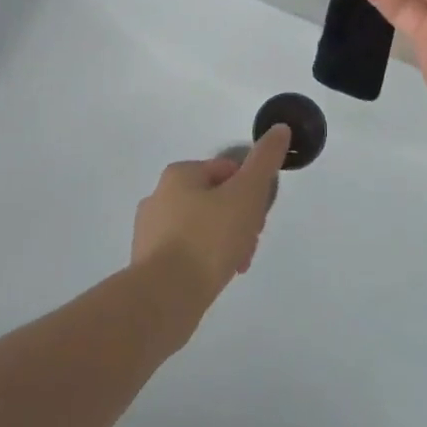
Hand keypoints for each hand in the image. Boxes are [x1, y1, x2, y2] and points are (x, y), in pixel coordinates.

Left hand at [132, 125, 290, 301]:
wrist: (164, 298)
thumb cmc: (208, 238)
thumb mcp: (246, 193)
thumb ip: (265, 161)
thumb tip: (280, 129)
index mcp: (179, 173)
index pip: (228, 171)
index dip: (251, 192)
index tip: (259, 219)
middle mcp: (159, 196)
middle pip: (215, 200)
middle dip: (239, 221)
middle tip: (248, 245)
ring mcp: (149, 231)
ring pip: (202, 229)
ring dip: (224, 243)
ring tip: (234, 266)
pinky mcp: (147, 264)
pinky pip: (186, 255)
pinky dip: (204, 262)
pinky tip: (214, 280)